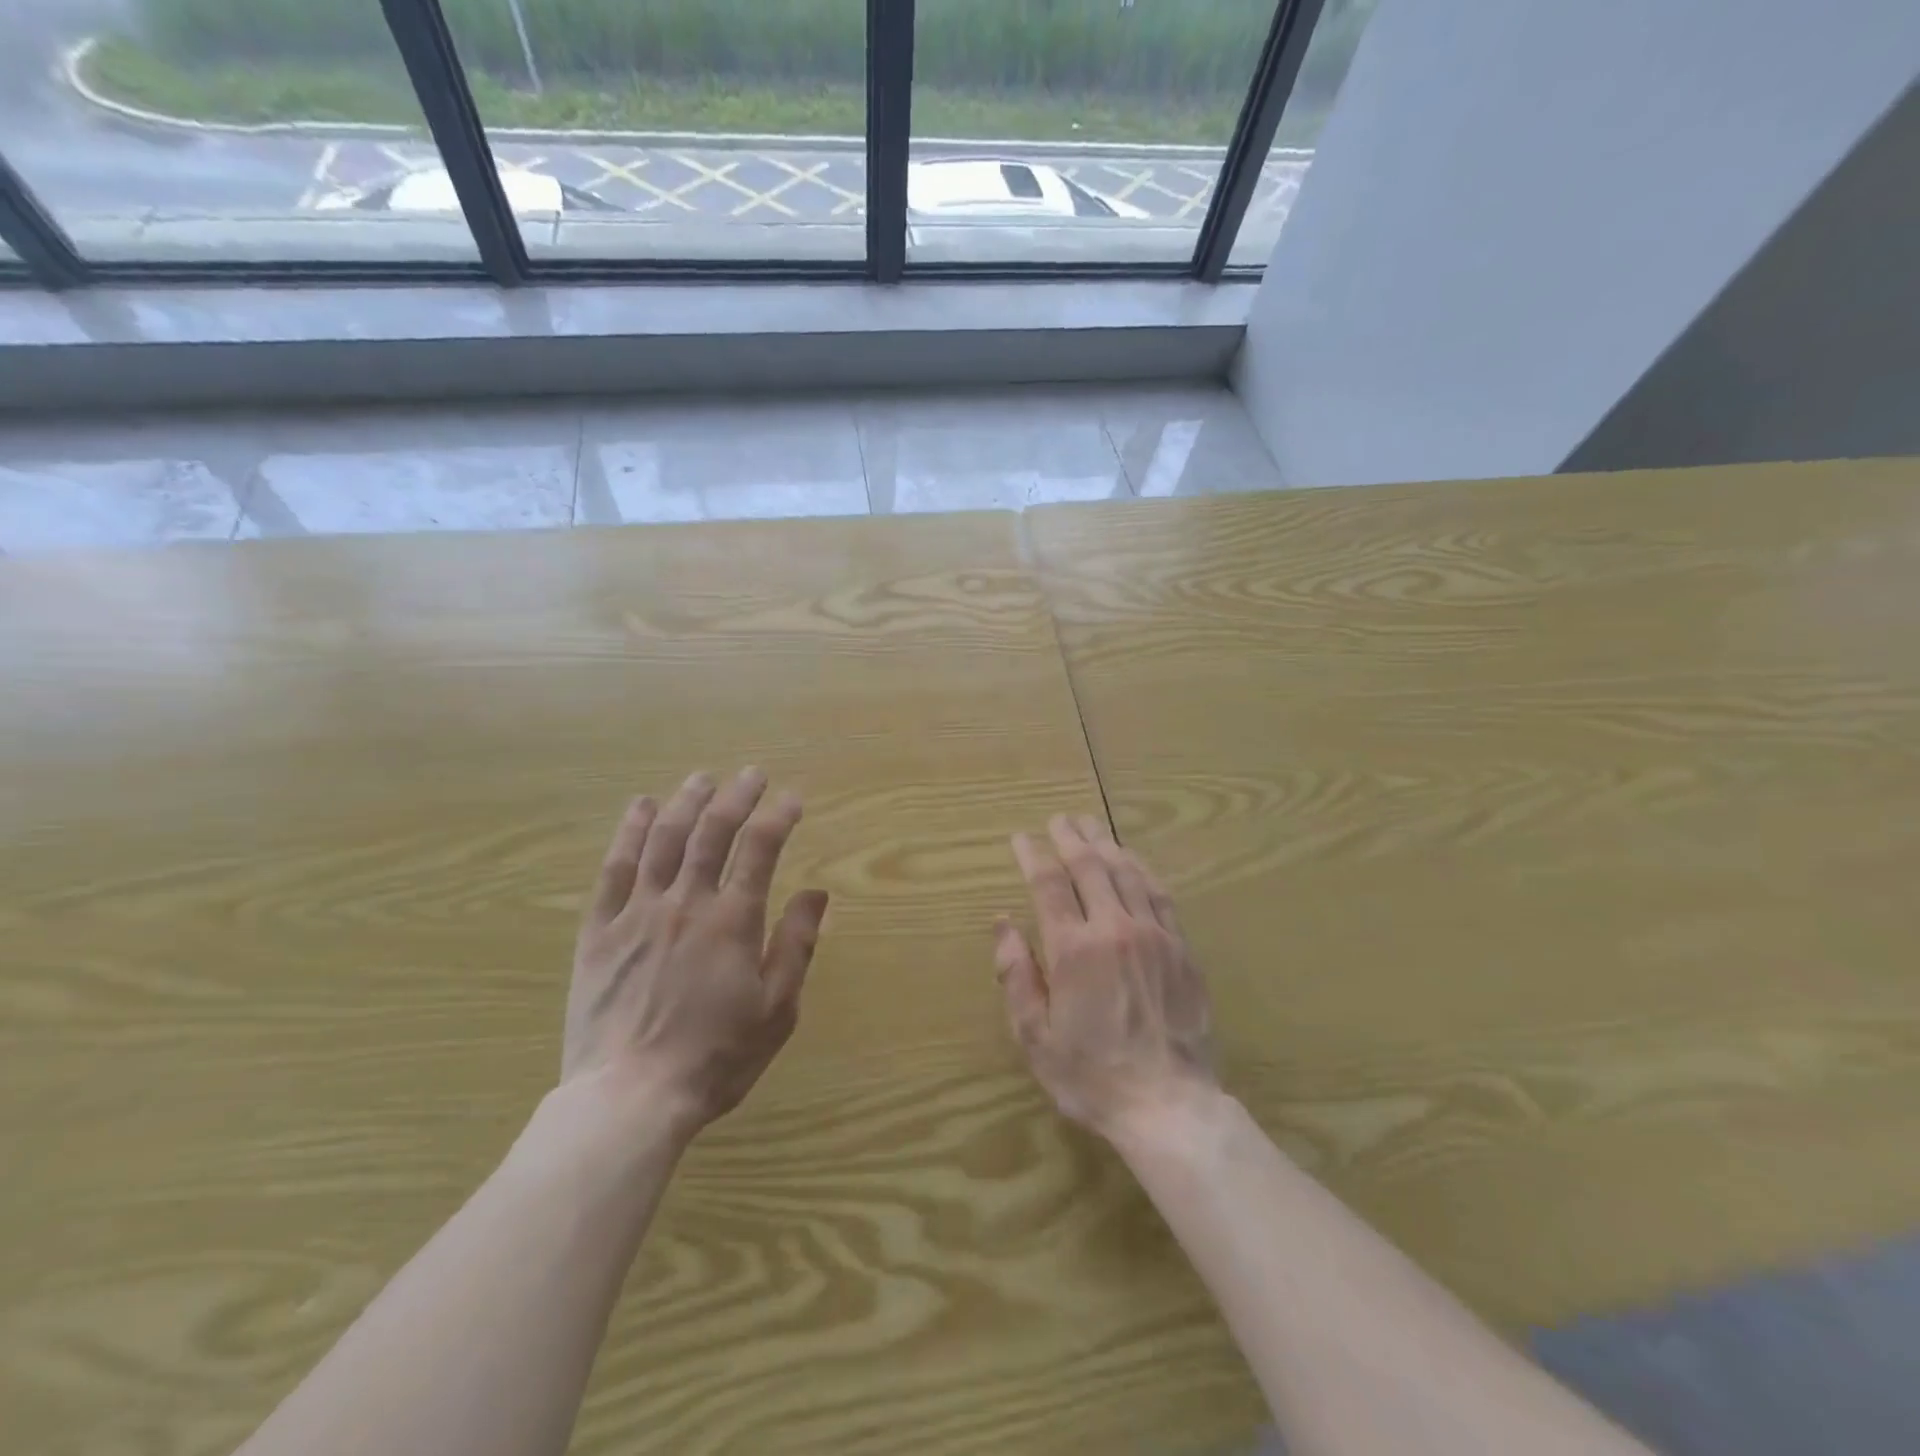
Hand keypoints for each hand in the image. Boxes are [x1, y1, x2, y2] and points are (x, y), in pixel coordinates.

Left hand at [565, 769, 828, 1138]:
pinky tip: (639, 808)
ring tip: (702, 779)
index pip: (761, 848)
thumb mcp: (776, 1009)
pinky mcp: (598, 931)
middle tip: (751, 774)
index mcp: (732, 920)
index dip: (779, 816)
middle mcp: (685, 902)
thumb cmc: (715, 1057)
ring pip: (663, 839)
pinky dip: (628, 833)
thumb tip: (816, 893)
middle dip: (736, 796)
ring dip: (686, 802)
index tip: (793, 797)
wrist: (628, 1098)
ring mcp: (637, 913)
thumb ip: (796, 945)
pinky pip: (613, 869)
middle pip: (712, 832)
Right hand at [996, 815, 1217, 1139]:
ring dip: (1105, 843)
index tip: (1021, 839)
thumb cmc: (1092, 1076)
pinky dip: (1141, 868)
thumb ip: (1016, 976)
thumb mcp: (1035, 1037)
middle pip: (1090, 867)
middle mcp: (1114, 929)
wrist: (1169, 1105)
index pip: (1048, 885)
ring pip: (1127, 872)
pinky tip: (1133, 858)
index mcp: (1074, 950)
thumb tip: (1002, 923)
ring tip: (1090, 824)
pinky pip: (1160, 894)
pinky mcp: (1181, 947)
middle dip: (1070, 838)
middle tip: (1058, 820)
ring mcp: (1154, 935)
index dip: (1033, 856)